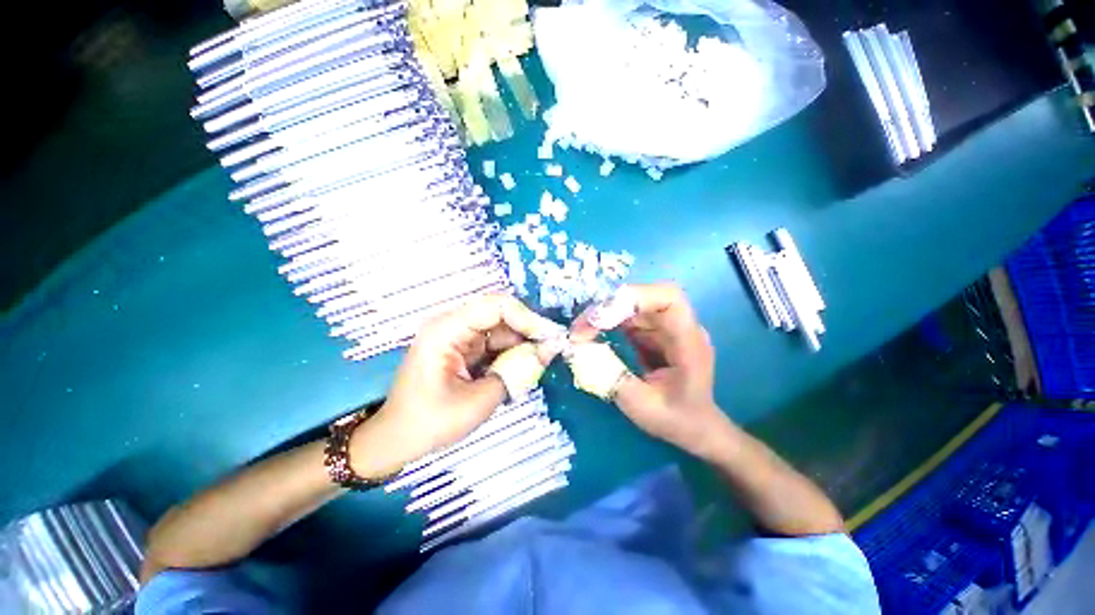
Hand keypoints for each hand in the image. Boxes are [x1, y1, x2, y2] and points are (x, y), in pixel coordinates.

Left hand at [350, 294, 564, 477]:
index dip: (526, 317)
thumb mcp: (478, 401)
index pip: (495, 307)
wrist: (397, 439)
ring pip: (501, 328)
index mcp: (447, 330)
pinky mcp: (465, 348)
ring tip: (541, 361)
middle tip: (552, 348)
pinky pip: (495, 342)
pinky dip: (511, 353)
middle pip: (500, 314)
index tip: (548, 337)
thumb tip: (548, 351)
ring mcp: (459, 336)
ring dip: (522, 343)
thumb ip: (516, 372)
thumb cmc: (430, 422)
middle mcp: (453, 325)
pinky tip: (524, 366)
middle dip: (527, 329)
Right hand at [572, 283, 726, 455]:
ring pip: (631, 306)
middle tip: (579, 328)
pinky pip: (628, 318)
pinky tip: (592, 335)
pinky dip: (607, 323)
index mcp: (688, 341)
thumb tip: (576, 350)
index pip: (668, 298)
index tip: (601, 317)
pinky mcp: (654, 333)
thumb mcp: (641, 405)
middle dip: (608, 308)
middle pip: (643, 298)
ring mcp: (666, 328)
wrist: (695, 427)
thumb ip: (609, 377)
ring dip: (603, 315)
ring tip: (580, 332)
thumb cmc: (676, 419)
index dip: (634, 297)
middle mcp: (678, 327)